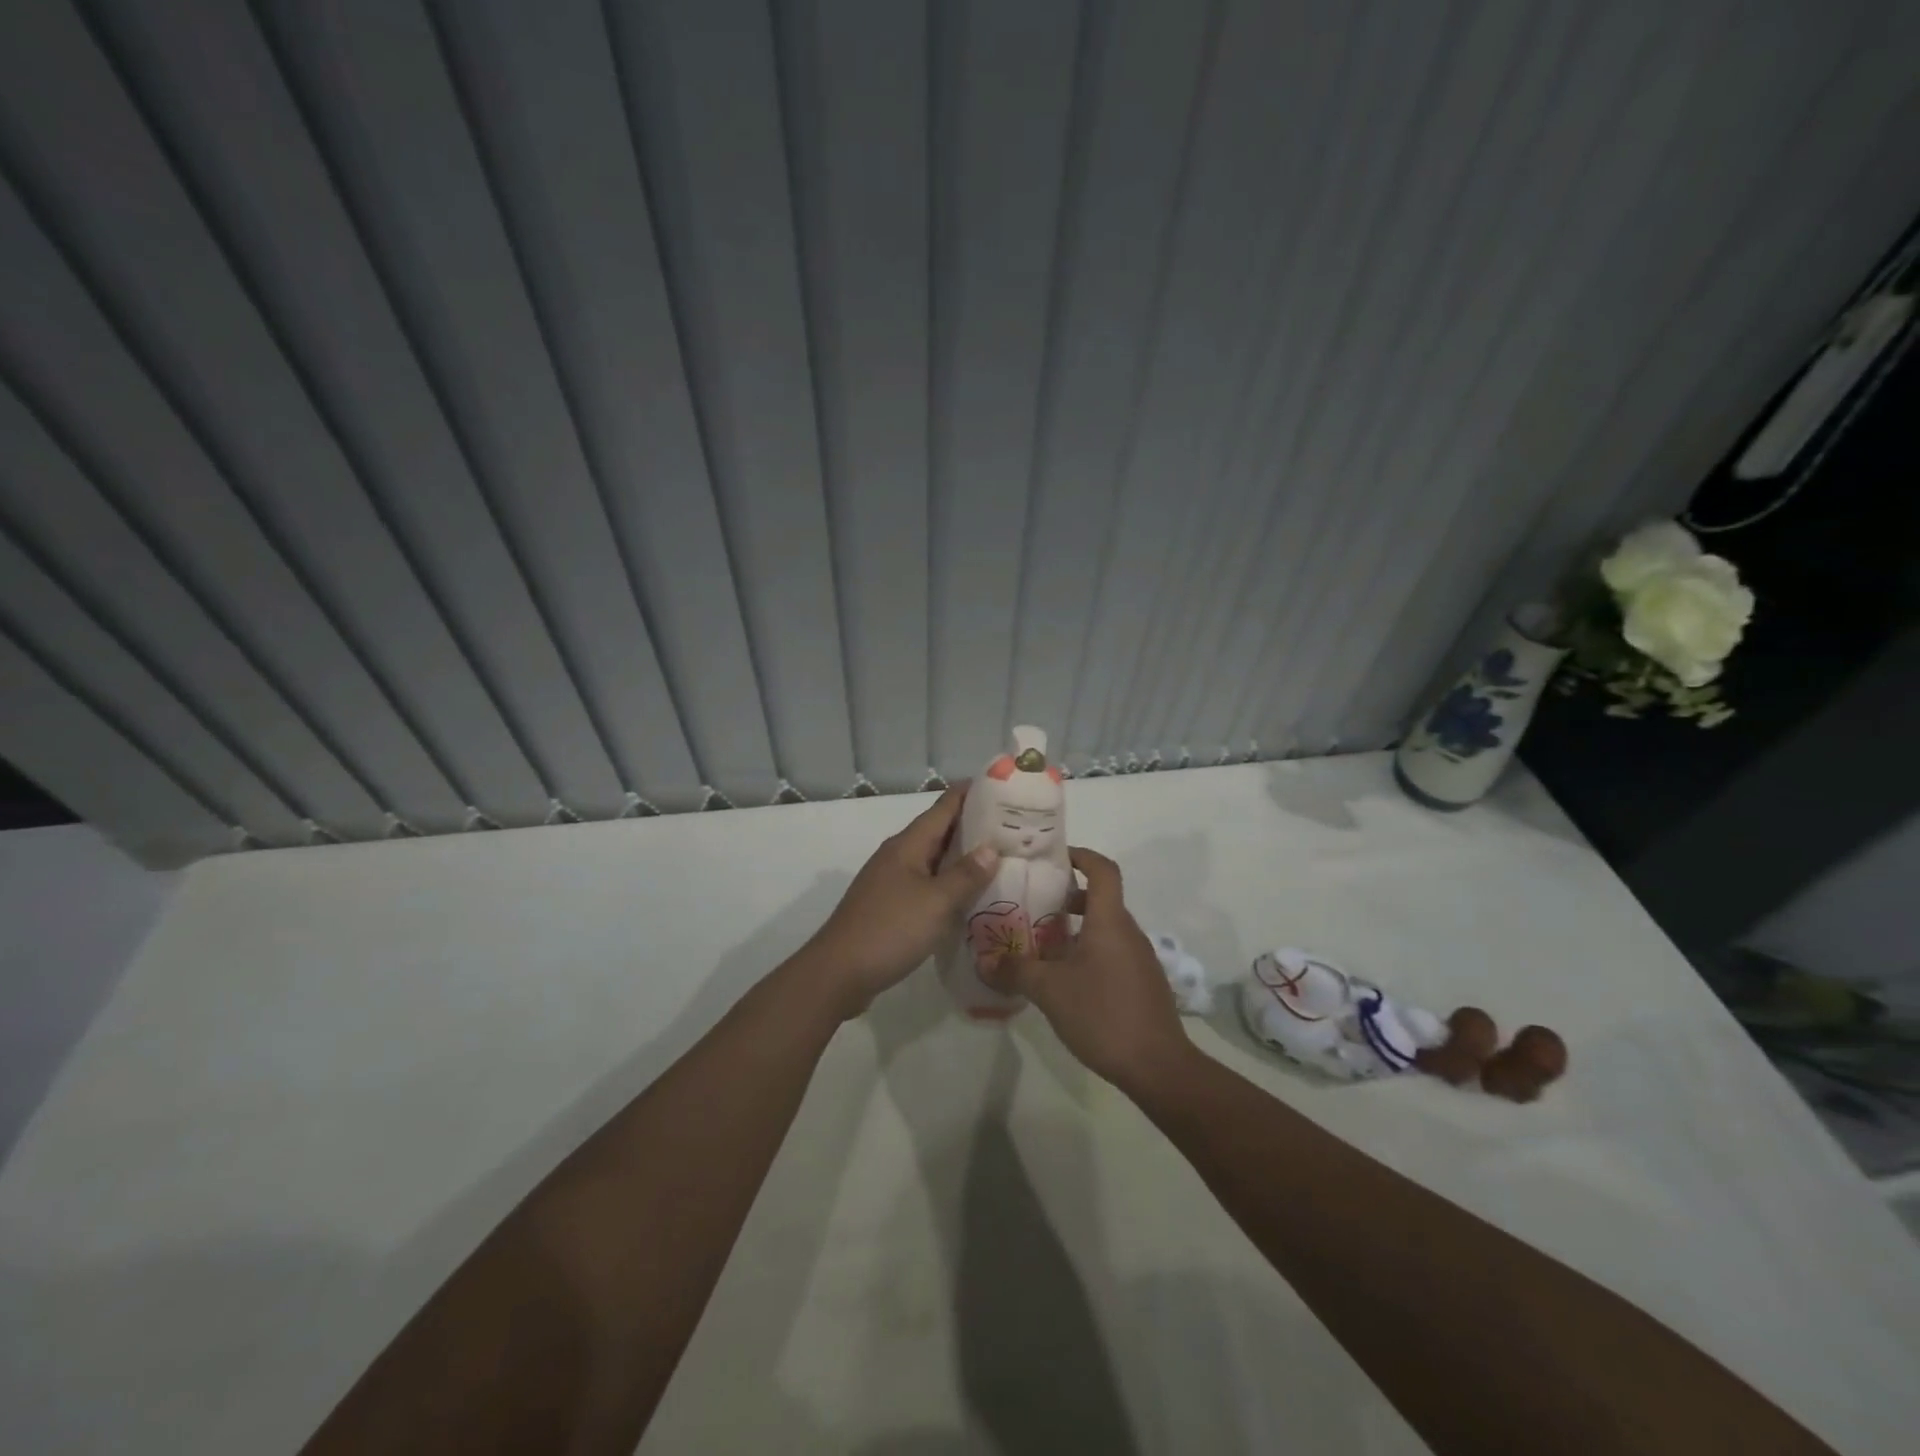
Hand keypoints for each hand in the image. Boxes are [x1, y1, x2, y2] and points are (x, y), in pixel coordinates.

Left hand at [798, 785, 1000, 1019]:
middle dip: (973, 826)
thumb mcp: (936, 902)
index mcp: (908, 845)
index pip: (943, 807)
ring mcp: (891, 881)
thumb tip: (990, 848)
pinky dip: (949, 884)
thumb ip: (965, 875)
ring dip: (962, 857)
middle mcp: (898, 856)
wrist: (838, 973)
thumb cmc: (890, 930)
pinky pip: (927, 884)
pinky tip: (969, 896)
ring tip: (1000, 857)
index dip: (971, 793)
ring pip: (933, 859)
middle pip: (939, 831)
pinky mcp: (890, 906)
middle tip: (1013, 826)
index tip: (1002, 786)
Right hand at [980, 847, 1195, 1094]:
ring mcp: (1139, 959)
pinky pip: (1112, 953)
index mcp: (1110, 921)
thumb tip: (984, 960)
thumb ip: (1015, 971)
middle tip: (1034, 907)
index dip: (1081, 856)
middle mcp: (1128, 932)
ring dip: (1076, 929)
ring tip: (1043, 947)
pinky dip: (1089, 953)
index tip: (1054, 859)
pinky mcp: (1142, 983)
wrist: (1158, 1066)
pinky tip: (1066, 981)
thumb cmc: (1103, 1014)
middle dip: (1068, 898)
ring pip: (1105, 929)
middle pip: (1101, 899)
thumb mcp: (1049, 990)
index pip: (1102, 869)